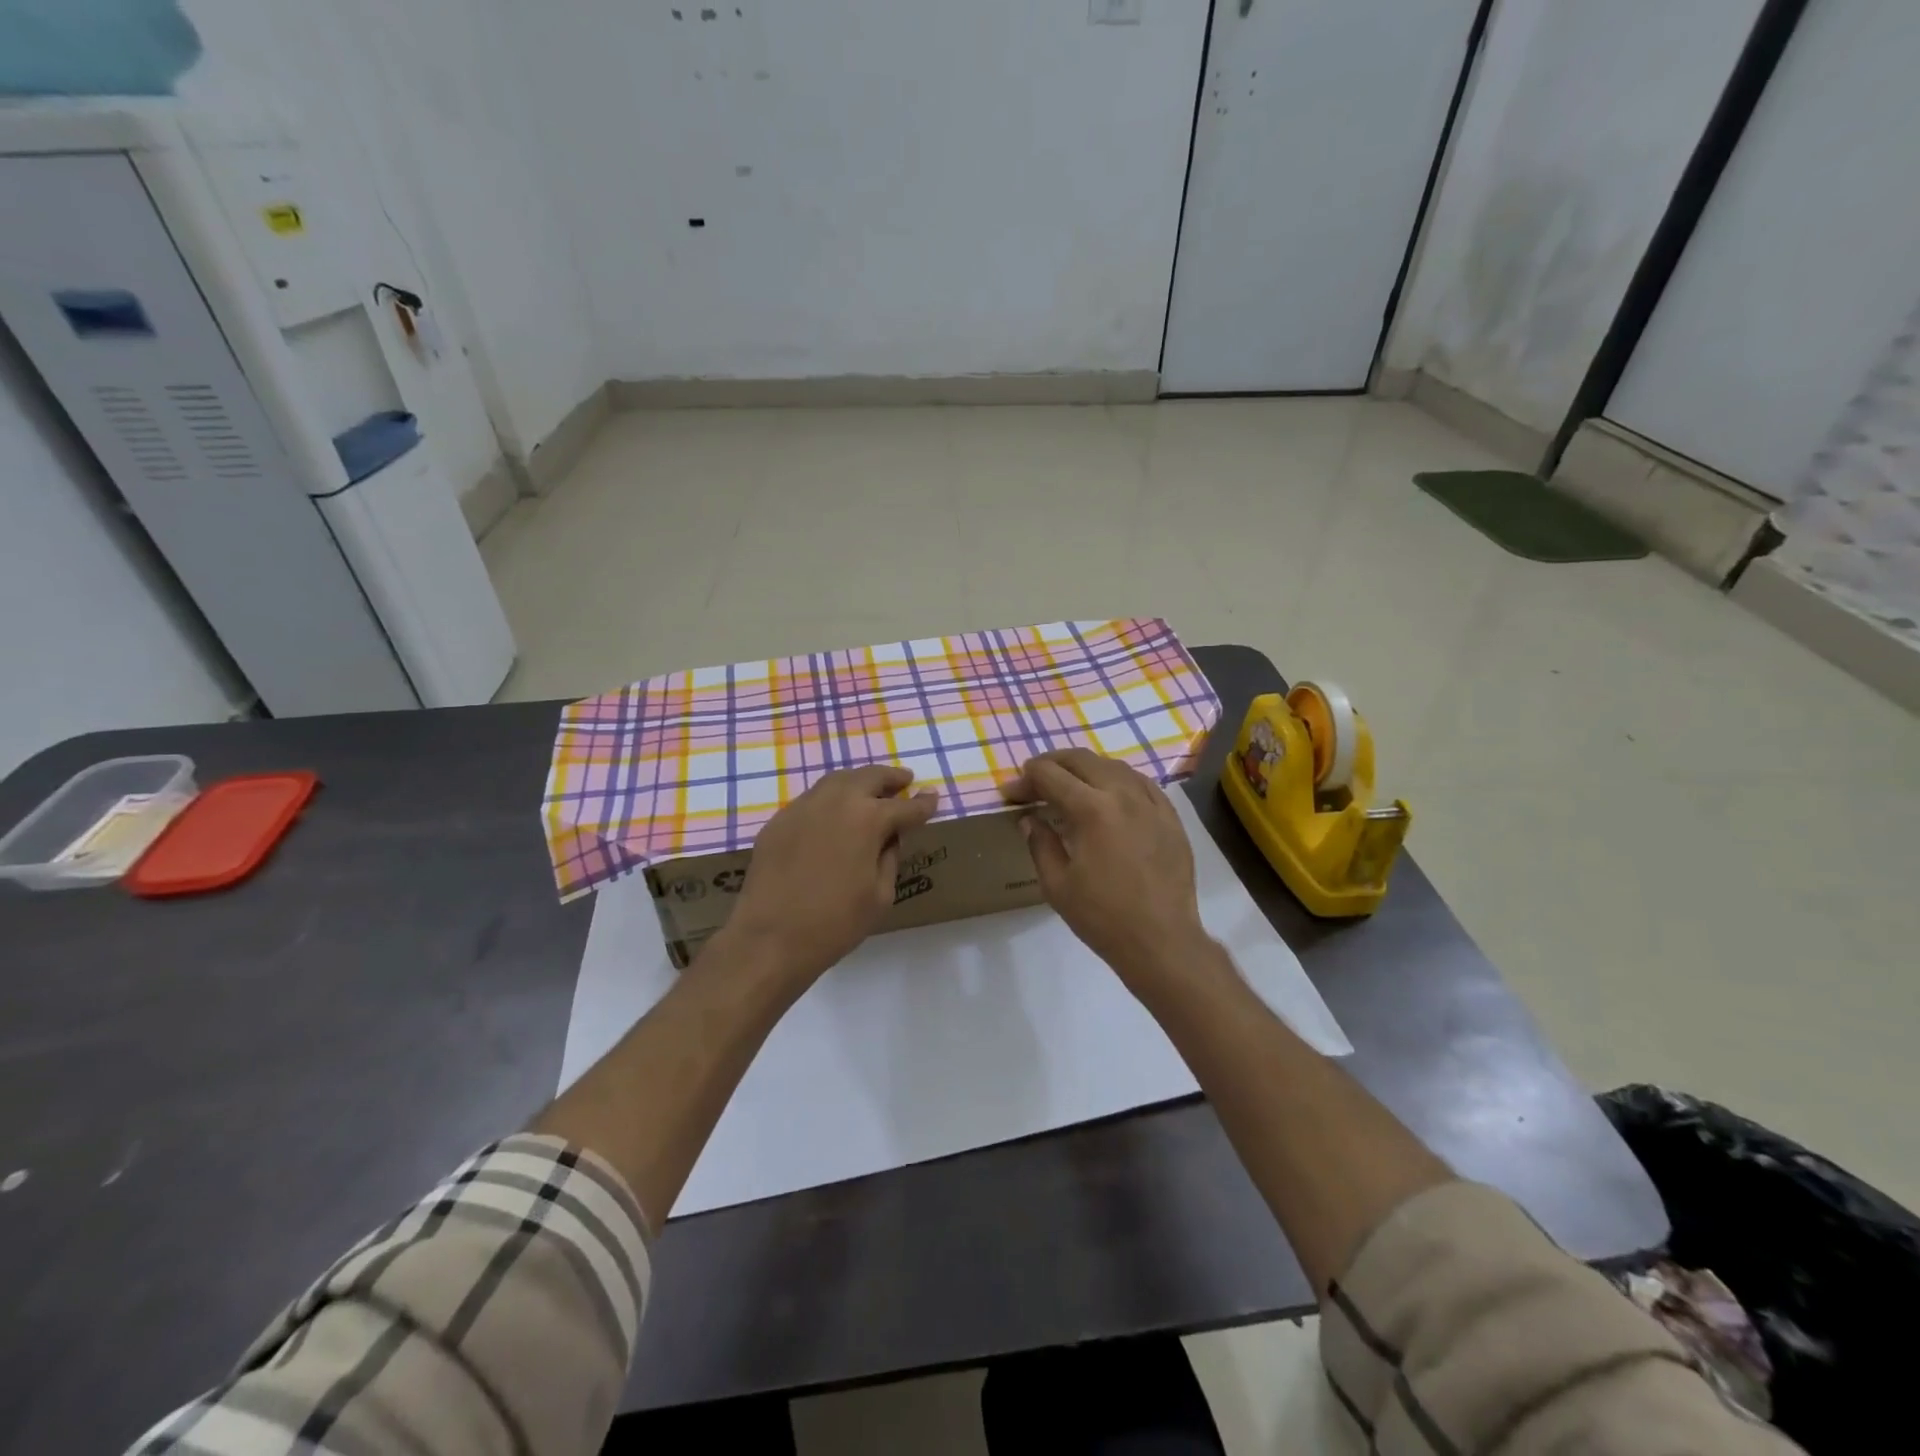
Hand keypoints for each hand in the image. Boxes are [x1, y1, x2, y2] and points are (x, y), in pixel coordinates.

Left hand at [725, 765, 938, 992]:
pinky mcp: (779, 821)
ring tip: (869, 790)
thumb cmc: (835, 923)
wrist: (770, 938)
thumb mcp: (880, 896)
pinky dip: (830, 800)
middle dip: (891, 778)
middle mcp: (836, 802)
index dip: (923, 804)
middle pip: (869, 777)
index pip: (905, 807)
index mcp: (868, 819)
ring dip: (858, 782)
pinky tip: (833, 815)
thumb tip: (889, 839)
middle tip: (904, 780)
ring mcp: (803, 807)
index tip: (932, 798)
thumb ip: (889, 858)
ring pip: (837, 781)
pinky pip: (812, 801)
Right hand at [1004, 749, 1210, 993]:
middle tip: (1034, 778)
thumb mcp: (1057, 884)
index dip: (1026, 779)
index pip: (1051, 776)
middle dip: (1052, 763)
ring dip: (1085, 768)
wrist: (1161, 941)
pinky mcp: (1170, 817)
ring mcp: (1151, 803)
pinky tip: (1110, 793)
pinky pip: (1142, 783)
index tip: (1012, 793)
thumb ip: (1040, 843)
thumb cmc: (1103, 917)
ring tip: (1069, 782)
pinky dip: (1118, 780)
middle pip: (1082, 760)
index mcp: (1091, 809)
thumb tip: (1029, 819)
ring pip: (1114, 766)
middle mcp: (1123, 795)